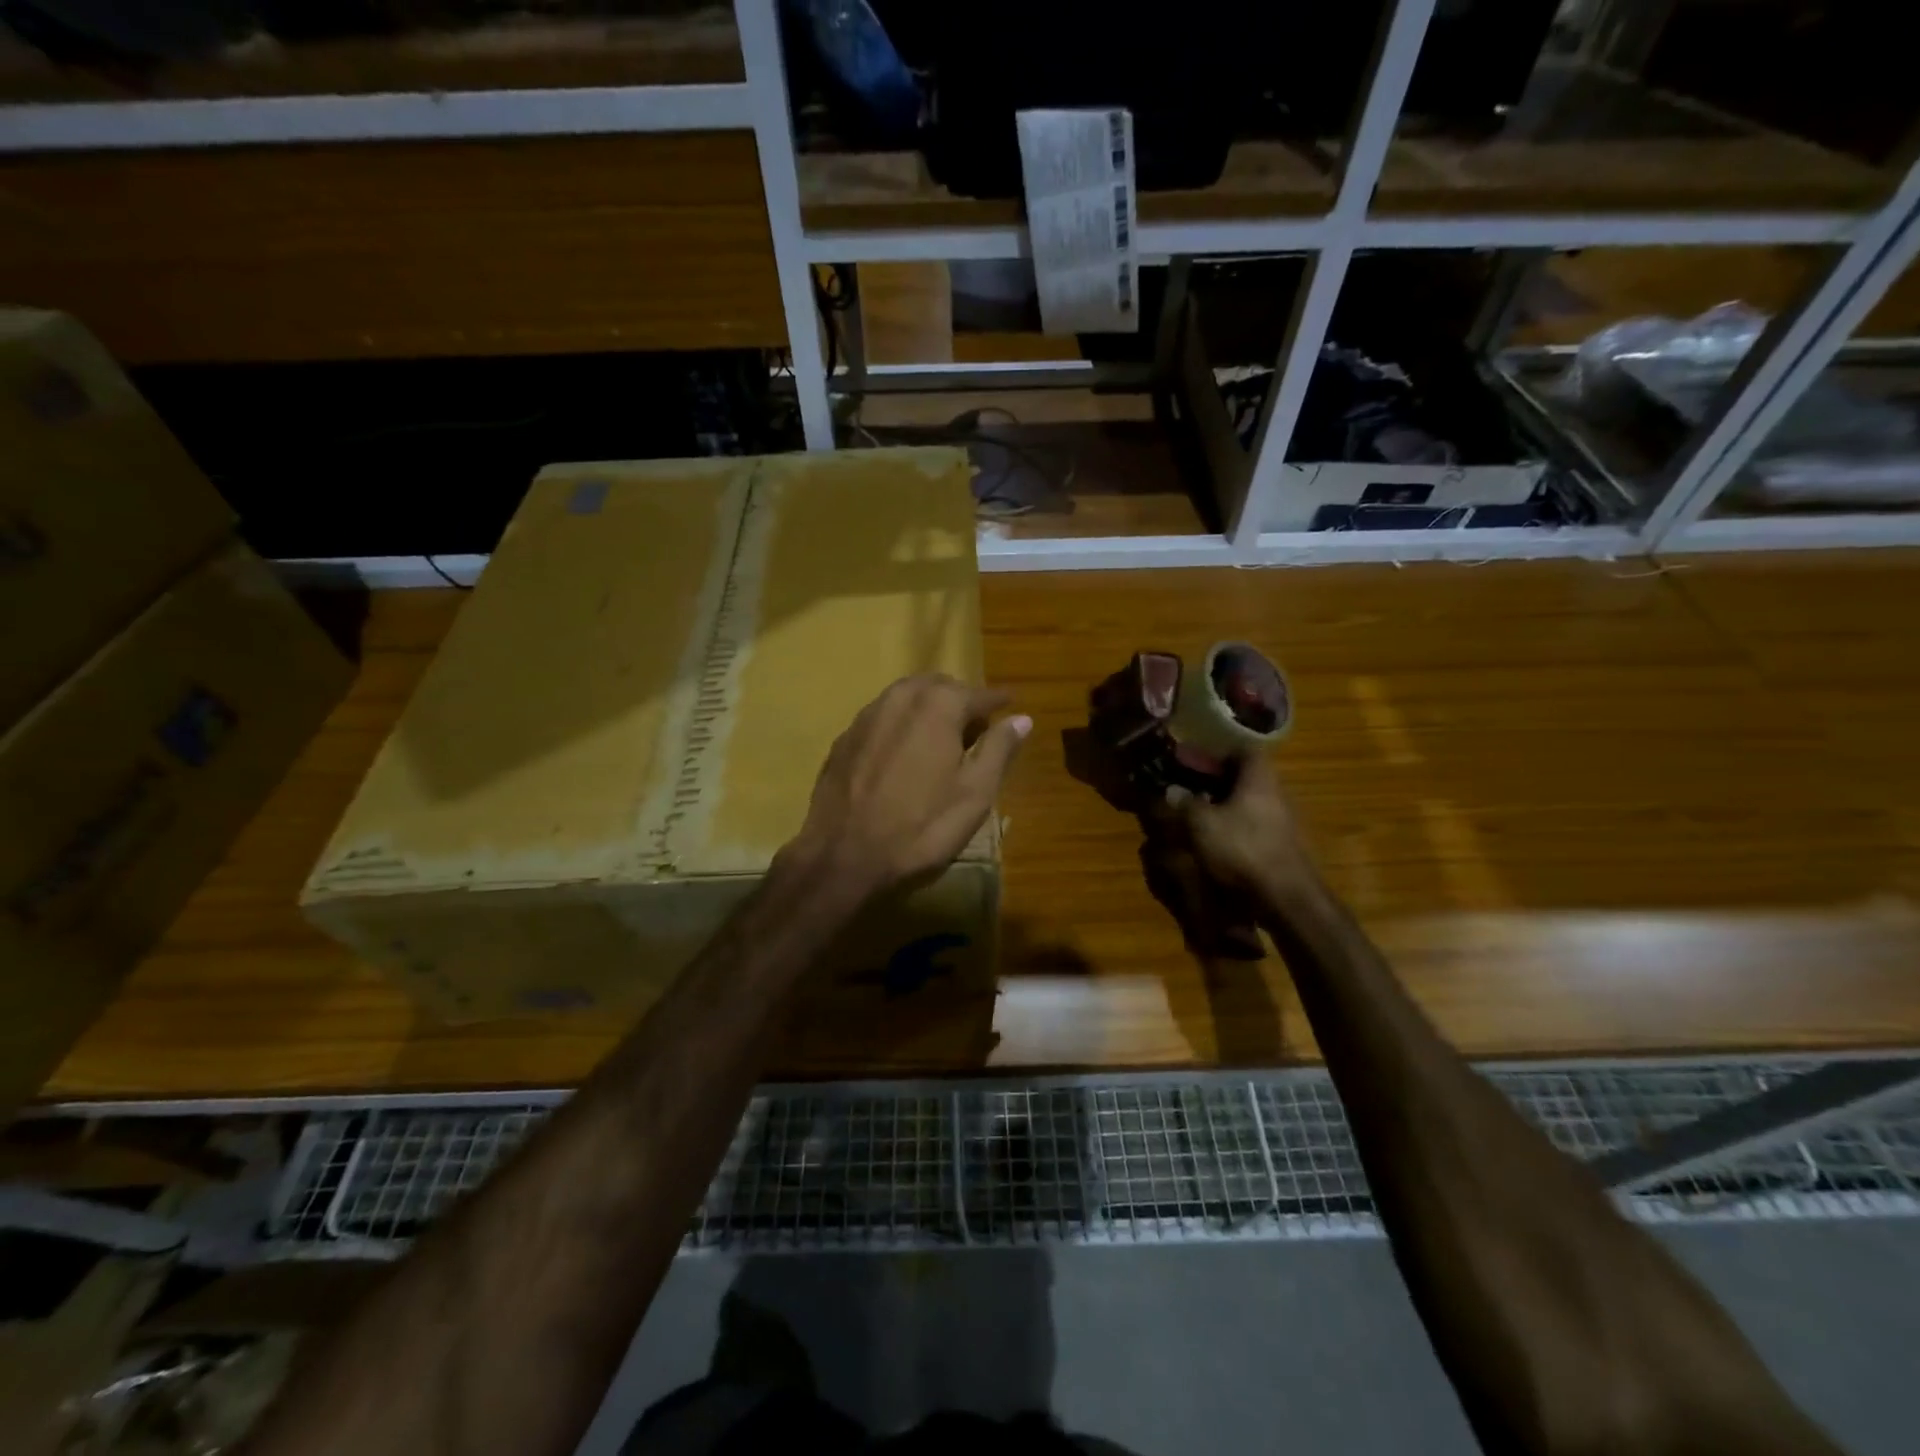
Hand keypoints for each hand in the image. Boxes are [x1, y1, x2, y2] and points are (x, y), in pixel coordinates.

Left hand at [788, 675, 1030, 898]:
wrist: (843, 856)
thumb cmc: (922, 827)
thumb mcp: (975, 793)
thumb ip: (999, 749)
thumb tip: (1021, 718)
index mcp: (938, 704)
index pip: (978, 693)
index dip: (998, 701)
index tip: (1012, 703)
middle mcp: (900, 697)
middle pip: (939, 687)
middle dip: (961, 701)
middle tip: (977, 726)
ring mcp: (866, 716)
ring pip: (906, 698)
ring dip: (928, 709)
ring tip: (942, 738)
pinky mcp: (845, 739)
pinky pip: (882, 719)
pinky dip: (901, 726)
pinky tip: (904, 754)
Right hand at [1182, 753, 1317, 899]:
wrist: (1288, 899)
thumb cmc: (1243, 849)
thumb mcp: (1202, 824)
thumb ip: (1185, 803)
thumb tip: (1171, 790)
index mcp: (1259, 779)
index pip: (1244, 751)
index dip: (1218, 754)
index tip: (1194, 762)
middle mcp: (1276, 794)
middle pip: (1246, 778)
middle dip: (1217, 782)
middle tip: (1189, 790)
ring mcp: (1284, 822)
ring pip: (1249, 804)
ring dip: (1225, 807)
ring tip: (1197, 818)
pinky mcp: (1283, 848)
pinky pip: (1254, 827)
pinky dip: (1235, 829)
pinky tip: (1216, 843)